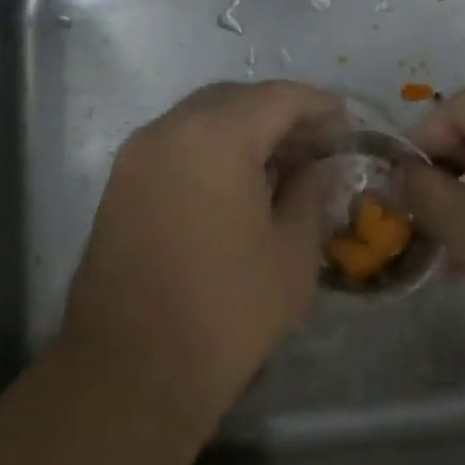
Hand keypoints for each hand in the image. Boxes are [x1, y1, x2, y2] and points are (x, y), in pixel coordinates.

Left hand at [59, 82, 341, 425]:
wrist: (134, 368)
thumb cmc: (228, 310)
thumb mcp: (292, 252)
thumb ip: (310, 193)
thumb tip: (317, 167)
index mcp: (215, 136)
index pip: (278, 97)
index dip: (319, 107)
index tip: (346, 127)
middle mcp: (167, 131)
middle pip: (233, 101)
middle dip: (278, 117)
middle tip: (314, 150)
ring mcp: (135, 158)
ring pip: (199, 123)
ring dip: (242, 135)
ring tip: (279, 171)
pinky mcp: (118, 188)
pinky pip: (173, 150)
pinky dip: (209, 155)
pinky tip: (235, 191)